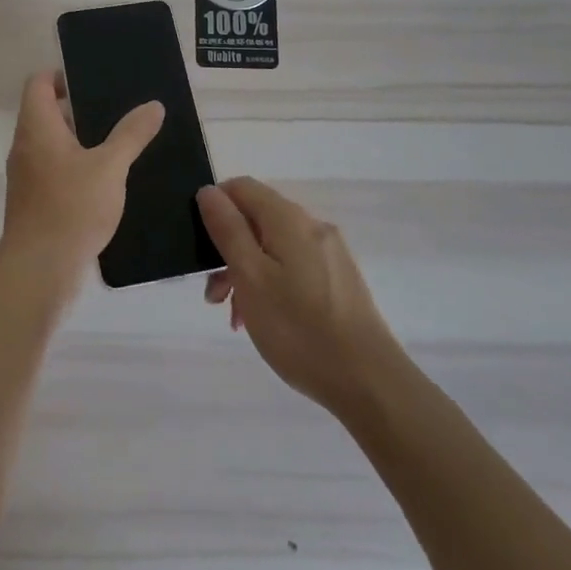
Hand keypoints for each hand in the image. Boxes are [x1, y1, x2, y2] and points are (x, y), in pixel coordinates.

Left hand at [0, 70, 164, 301]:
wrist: (39, 271)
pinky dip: (75, 166)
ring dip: (79, 140)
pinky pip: (53, 170)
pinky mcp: (33, 202)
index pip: (38, 83)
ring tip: (117, 143)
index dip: (60, 75)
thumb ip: (131, 134)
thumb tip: (153, 105)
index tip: (92, 82)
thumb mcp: (110, 166)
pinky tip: (105, 180)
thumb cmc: (71, 208)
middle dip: (78, 109)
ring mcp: (26, 176)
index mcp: (37, 127)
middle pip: (45, 112)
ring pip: (51, 144)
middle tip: (116, 110)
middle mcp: (25, 146)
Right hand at [196, 177, 403, 414]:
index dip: (215, 207)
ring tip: (236, 318)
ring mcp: (329, 253)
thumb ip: (228, 230)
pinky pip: (294, 268)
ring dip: (247, 273)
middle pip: (257, 219)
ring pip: (274, 247)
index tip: (201, 247)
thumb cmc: (299, 328)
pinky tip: (265, 321)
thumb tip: (208, 191)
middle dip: (228, 250)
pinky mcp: (339, 280)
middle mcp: (311, 226)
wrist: (369, 382)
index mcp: (288, 218)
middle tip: (213, 297)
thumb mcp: (250, 277)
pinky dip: (272, 285)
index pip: (241, 187)